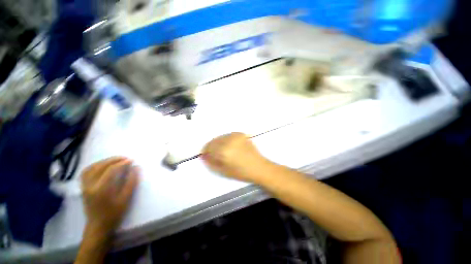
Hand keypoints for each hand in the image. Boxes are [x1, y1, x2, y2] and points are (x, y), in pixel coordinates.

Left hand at [81, 157, 138, 235]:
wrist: (98, 226)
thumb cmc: (114, 213)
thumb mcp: (126, 199)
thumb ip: (131, 182)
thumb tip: (136, 168)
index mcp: (101, 189)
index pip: (111, 170)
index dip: (122, 163)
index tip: (132, 160)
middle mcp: (90, 185)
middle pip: (101, 166)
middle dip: (114, 160)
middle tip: (125, 158)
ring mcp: (84, 186)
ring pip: (92, 167)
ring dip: (104, 161)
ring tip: (115, 160)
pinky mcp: (83, 187)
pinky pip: (86, 172)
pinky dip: (94, 165)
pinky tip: (102, 165)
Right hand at [202, 132, 268, 181]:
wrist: (259, 166)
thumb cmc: (241, 172)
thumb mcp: (223, 171)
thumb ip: (211, 162)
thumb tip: (204, 156)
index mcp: (224, 150)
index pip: (209, 147)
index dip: (206, 151)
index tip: (206, 155)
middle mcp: (229, 140)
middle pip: (214, 140)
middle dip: (211, 147)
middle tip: (214, 153)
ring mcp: (235, 136)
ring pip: (221, 137)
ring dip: (218, 142)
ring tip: (223, 150)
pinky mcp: (240, 134)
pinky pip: (228, 135)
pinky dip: (226, 140)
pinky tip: (230, 146)